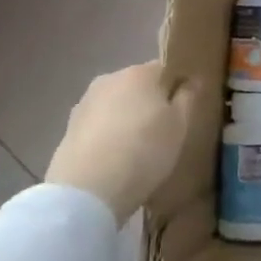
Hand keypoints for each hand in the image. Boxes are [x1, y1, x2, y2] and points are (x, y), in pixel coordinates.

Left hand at [49, 62, 198, 223]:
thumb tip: (191, 80)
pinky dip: (108, 136)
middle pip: (138, 86)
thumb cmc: (144, 151)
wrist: (87, 191)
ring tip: (137, 149)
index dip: (178, 88)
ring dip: (127, 119)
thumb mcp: (180, 125)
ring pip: (116, 105)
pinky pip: (99, 125)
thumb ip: (188, 97)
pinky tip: (115, 159)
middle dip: (151, 103)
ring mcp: (85, 103)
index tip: (184, 110)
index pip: (166, 70)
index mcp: (140, 73)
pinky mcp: (69, 129)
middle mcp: (110, 79)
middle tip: (164, 132)